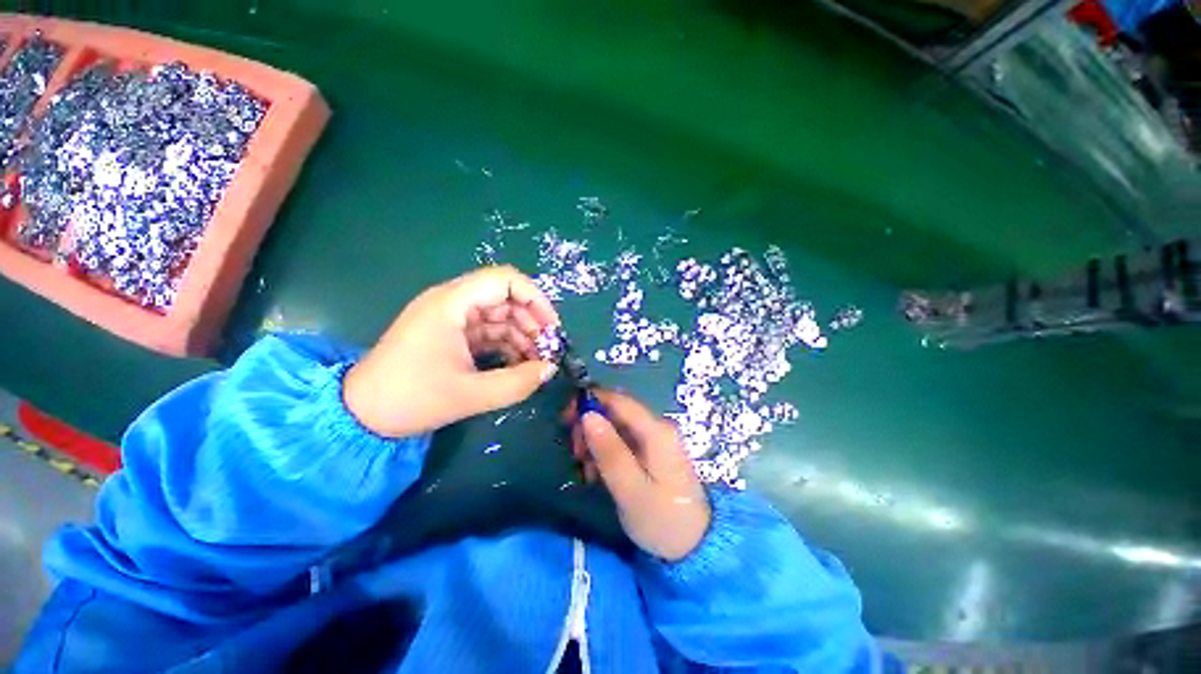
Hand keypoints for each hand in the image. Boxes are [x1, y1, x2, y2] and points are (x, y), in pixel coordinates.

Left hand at [344, 266, 559, 437]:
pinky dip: (506, 345)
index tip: (552, 327)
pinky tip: (519, 365)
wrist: (360, 415)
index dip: (535, 298)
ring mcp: (451, 319)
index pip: (504, 280)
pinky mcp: (451, 335)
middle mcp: (452, 303)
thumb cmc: (410, 399)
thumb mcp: (470, 394)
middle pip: (505, 298)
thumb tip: (550, 369)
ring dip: (521, 336)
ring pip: (499, 316)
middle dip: (531, 322)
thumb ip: (517, 382)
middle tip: (548, 351)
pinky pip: (488, 332)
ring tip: (537, 363)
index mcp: (452, 304)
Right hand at [570, 390, 710, 560]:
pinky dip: (604, 453)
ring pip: (615, 427)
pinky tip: (596, 474)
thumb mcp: (631, 490)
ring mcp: (654, 440)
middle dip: (590, 426)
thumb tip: (587, 415)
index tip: (565, 418)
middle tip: (575, 453)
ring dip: (594, 442)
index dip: (590, 401)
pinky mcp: (650, 453)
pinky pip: (621, 443)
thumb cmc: (662, 520)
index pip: (618, 400)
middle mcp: (656, 428)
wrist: (696, 546)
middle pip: (615, 412)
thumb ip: (609, 451)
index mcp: (655, 431)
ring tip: (585, 470)